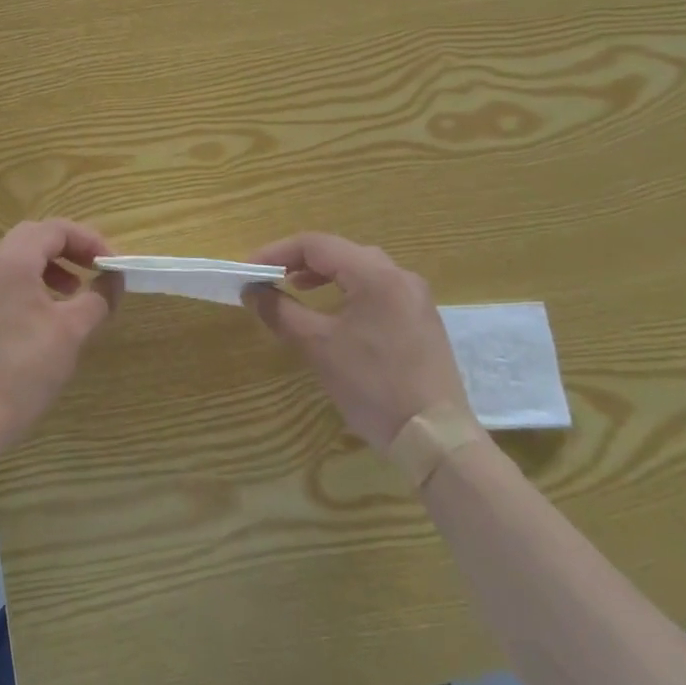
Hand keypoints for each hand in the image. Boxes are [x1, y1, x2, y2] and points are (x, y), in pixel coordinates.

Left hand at [0, 219, 120, 451]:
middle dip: (69, 249)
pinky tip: (46, 317)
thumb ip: (98, 297)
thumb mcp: (71, 331)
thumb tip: (114, 279)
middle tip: (94, 270)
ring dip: (50, 267)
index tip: (111, 264)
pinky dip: (31, 285)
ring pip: (17, 260)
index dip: (88, 240)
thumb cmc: (24, 369)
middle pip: (33, 237)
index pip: (54, 229)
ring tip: (74, 293)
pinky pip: (5, 283)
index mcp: (11, 262)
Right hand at [244, 232, 467, 450]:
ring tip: (296, 289)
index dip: (277, 252)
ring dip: (324, 275)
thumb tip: (252, 291)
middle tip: (269, 277)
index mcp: (375, 274)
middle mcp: (400, 276)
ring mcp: (416, 298)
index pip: (316, 244)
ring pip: (361, 269)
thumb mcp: (318, 347)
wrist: (436, 439)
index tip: (249, 270)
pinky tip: (334, 313)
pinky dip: (348, 290)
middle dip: (299, 261)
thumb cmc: (373, 386)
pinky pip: (377, 289)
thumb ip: (281, 312)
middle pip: (340, 251)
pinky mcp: (422, 320)